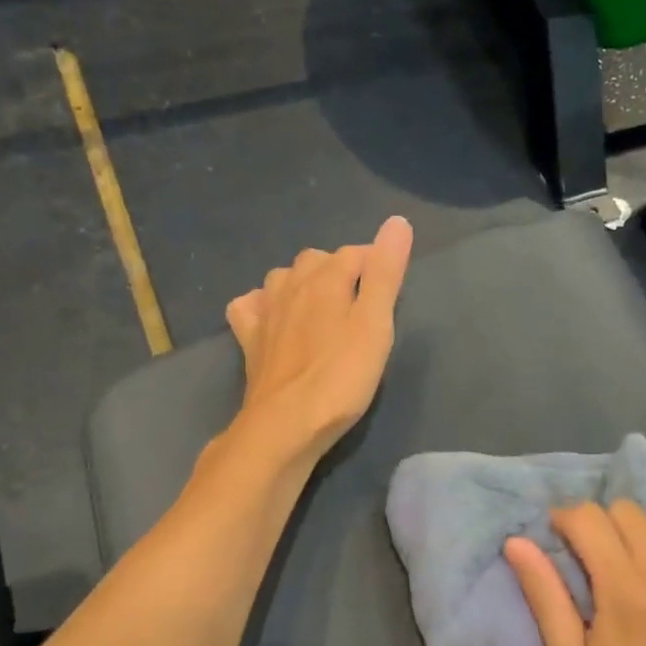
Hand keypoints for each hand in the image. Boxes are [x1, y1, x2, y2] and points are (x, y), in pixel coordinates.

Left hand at [224, 216, 413, 462]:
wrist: (285, 423)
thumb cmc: (341, 377)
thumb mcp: (375, 325)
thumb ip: (385, 273)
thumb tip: (397, 221)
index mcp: (326, 278)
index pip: (355, 253)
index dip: (376, 264)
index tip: (391, 288)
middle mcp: (290, 285)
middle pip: (317, 261)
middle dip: (339, 270)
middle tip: (361, 302)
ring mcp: (265, 311)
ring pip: (282, 278)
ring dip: (302, 283)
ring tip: (322, 308)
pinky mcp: (248, 339)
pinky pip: (250, 306)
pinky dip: (262, 304)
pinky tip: (273, 319)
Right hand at [504, 501, 645, 645]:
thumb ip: (544, 595)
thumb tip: (516, 542)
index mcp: (624, 589)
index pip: (589, 518)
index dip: (565, 519)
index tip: (558, 538)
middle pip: (628, 511)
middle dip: (602, 524)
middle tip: (593, 558)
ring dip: (644, 538)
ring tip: (636, 571)